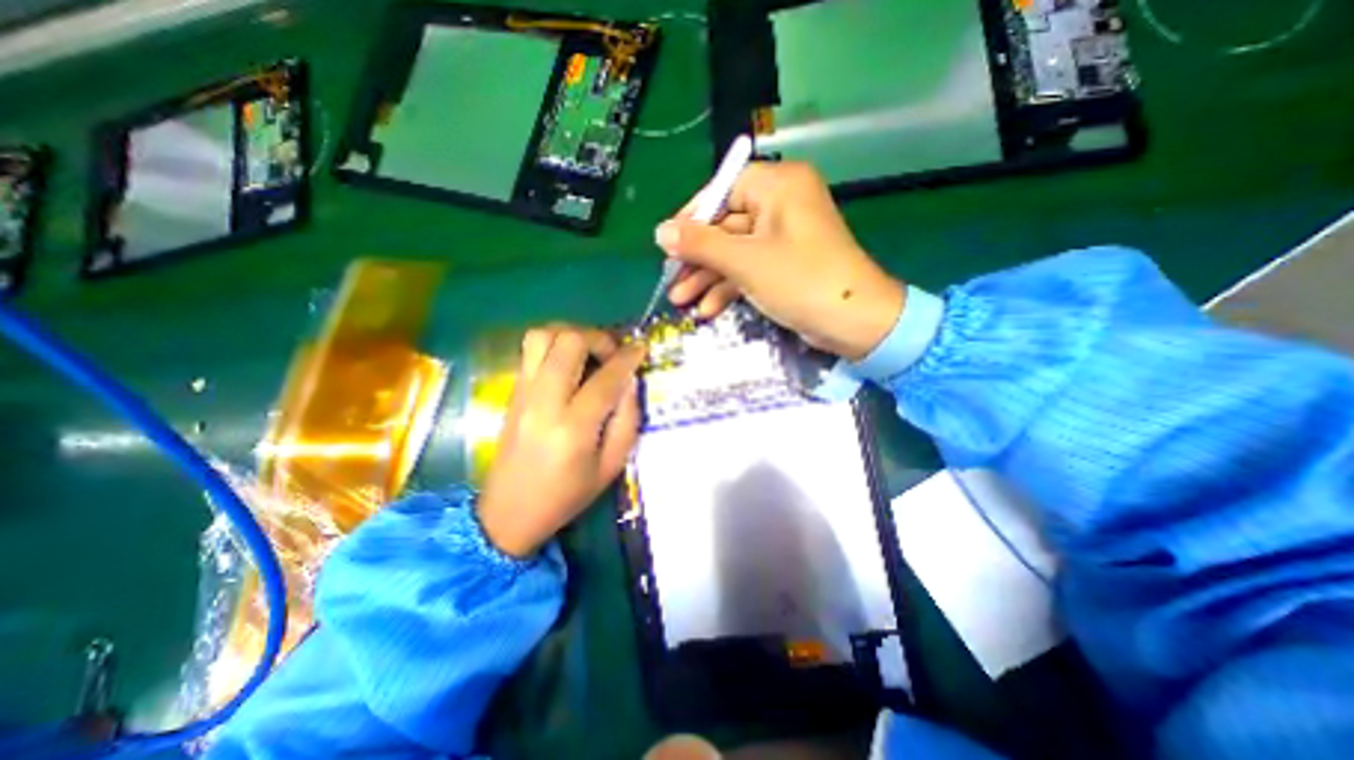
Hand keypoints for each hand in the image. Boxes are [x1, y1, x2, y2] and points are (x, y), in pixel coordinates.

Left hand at [475, 327, 644, 558]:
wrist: (508, 512)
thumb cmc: (567, 495)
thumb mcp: (611, 467)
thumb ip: (627, 420)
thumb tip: (630, 381)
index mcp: (573, 428)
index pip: (605, 378)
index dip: (627, 358)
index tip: (641, 348)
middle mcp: (544, 402)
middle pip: (569, 342)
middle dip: (598, 338)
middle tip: (612, 354)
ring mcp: (523, 393)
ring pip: (542, 335)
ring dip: (571, 335)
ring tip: (589, 352)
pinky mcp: (512, 391)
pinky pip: (531, 349)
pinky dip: (555, 344)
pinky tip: (569, 363)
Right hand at [655, 161, 902, 362]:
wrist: (853, 322)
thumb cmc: (800, 280)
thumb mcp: (745, 261)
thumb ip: (701, 244)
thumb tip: (660, 231)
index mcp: (778, 186)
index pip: (723, 189)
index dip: (692, 217)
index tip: (667, 243)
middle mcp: (781, 204)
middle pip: (725, 225)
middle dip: (697, 258)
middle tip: (671, 281)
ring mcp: (782, 237)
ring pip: (734, 251)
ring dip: (708, 278)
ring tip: (681, 302)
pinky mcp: (784, 264)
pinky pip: (749, 268)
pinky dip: (729, 287)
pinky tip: (708, 310)